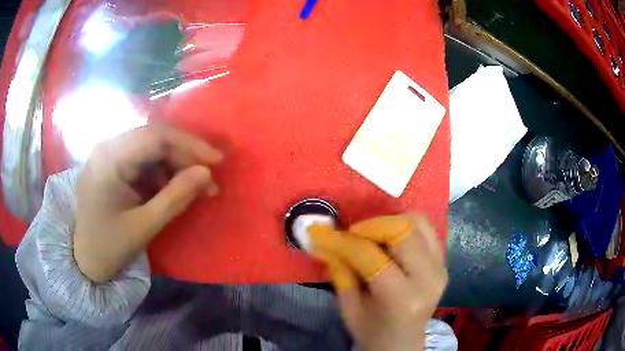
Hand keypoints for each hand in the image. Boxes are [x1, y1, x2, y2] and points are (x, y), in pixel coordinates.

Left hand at [73, 125, 222, 282]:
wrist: (86, 260)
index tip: (217, 161)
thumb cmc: (109, 246)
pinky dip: (162, 174)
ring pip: (151, 149)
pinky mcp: (113, 166)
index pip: (155, 136)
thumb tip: (207, 174)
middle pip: (154, 139)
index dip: (190, 145)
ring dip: (176, 166)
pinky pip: (143, 161)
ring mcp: (110, 155)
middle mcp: (109, 147)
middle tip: (209, 179)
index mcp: (109, 158)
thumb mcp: (144, 226)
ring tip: (196, 188)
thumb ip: (176, 198)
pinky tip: (173, 190)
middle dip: (185, 157)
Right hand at [309, 214, 447, 350]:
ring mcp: (440, 267)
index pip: (371, 257)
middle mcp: (428, 279)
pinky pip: (425, 229)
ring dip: (388, 222)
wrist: (402, 342)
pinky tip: (387, 238)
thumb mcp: (349, 308)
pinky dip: (403, 226)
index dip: (343, 242)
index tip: (320, 233)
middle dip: (370, 226)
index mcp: (402, 299)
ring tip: (368, 234)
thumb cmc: (372, 331)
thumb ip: (339, 272)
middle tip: (349, 234)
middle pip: (402, 232)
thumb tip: (322, 239)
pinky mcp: (443, 261)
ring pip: (417, 223)